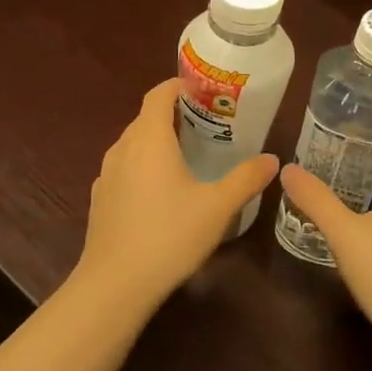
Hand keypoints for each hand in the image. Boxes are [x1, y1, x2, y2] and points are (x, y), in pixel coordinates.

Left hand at [75, 79, 279, 312]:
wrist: (114, 284)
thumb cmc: (169, 236)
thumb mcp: (218, 208)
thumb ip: (246, 179)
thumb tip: (272, 159)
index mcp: (150, 139)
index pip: (159, 94)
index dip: (179, 85)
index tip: (203, 90)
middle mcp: (123, 147)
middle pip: (146, 117)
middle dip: (174, 113)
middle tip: (207, 123)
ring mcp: (106, 173)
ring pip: (133, 142)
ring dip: (157, 140)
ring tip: (187, 154)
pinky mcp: (99, 197)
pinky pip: (124, 166)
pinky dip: (143, 164)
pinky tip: (161, 190)